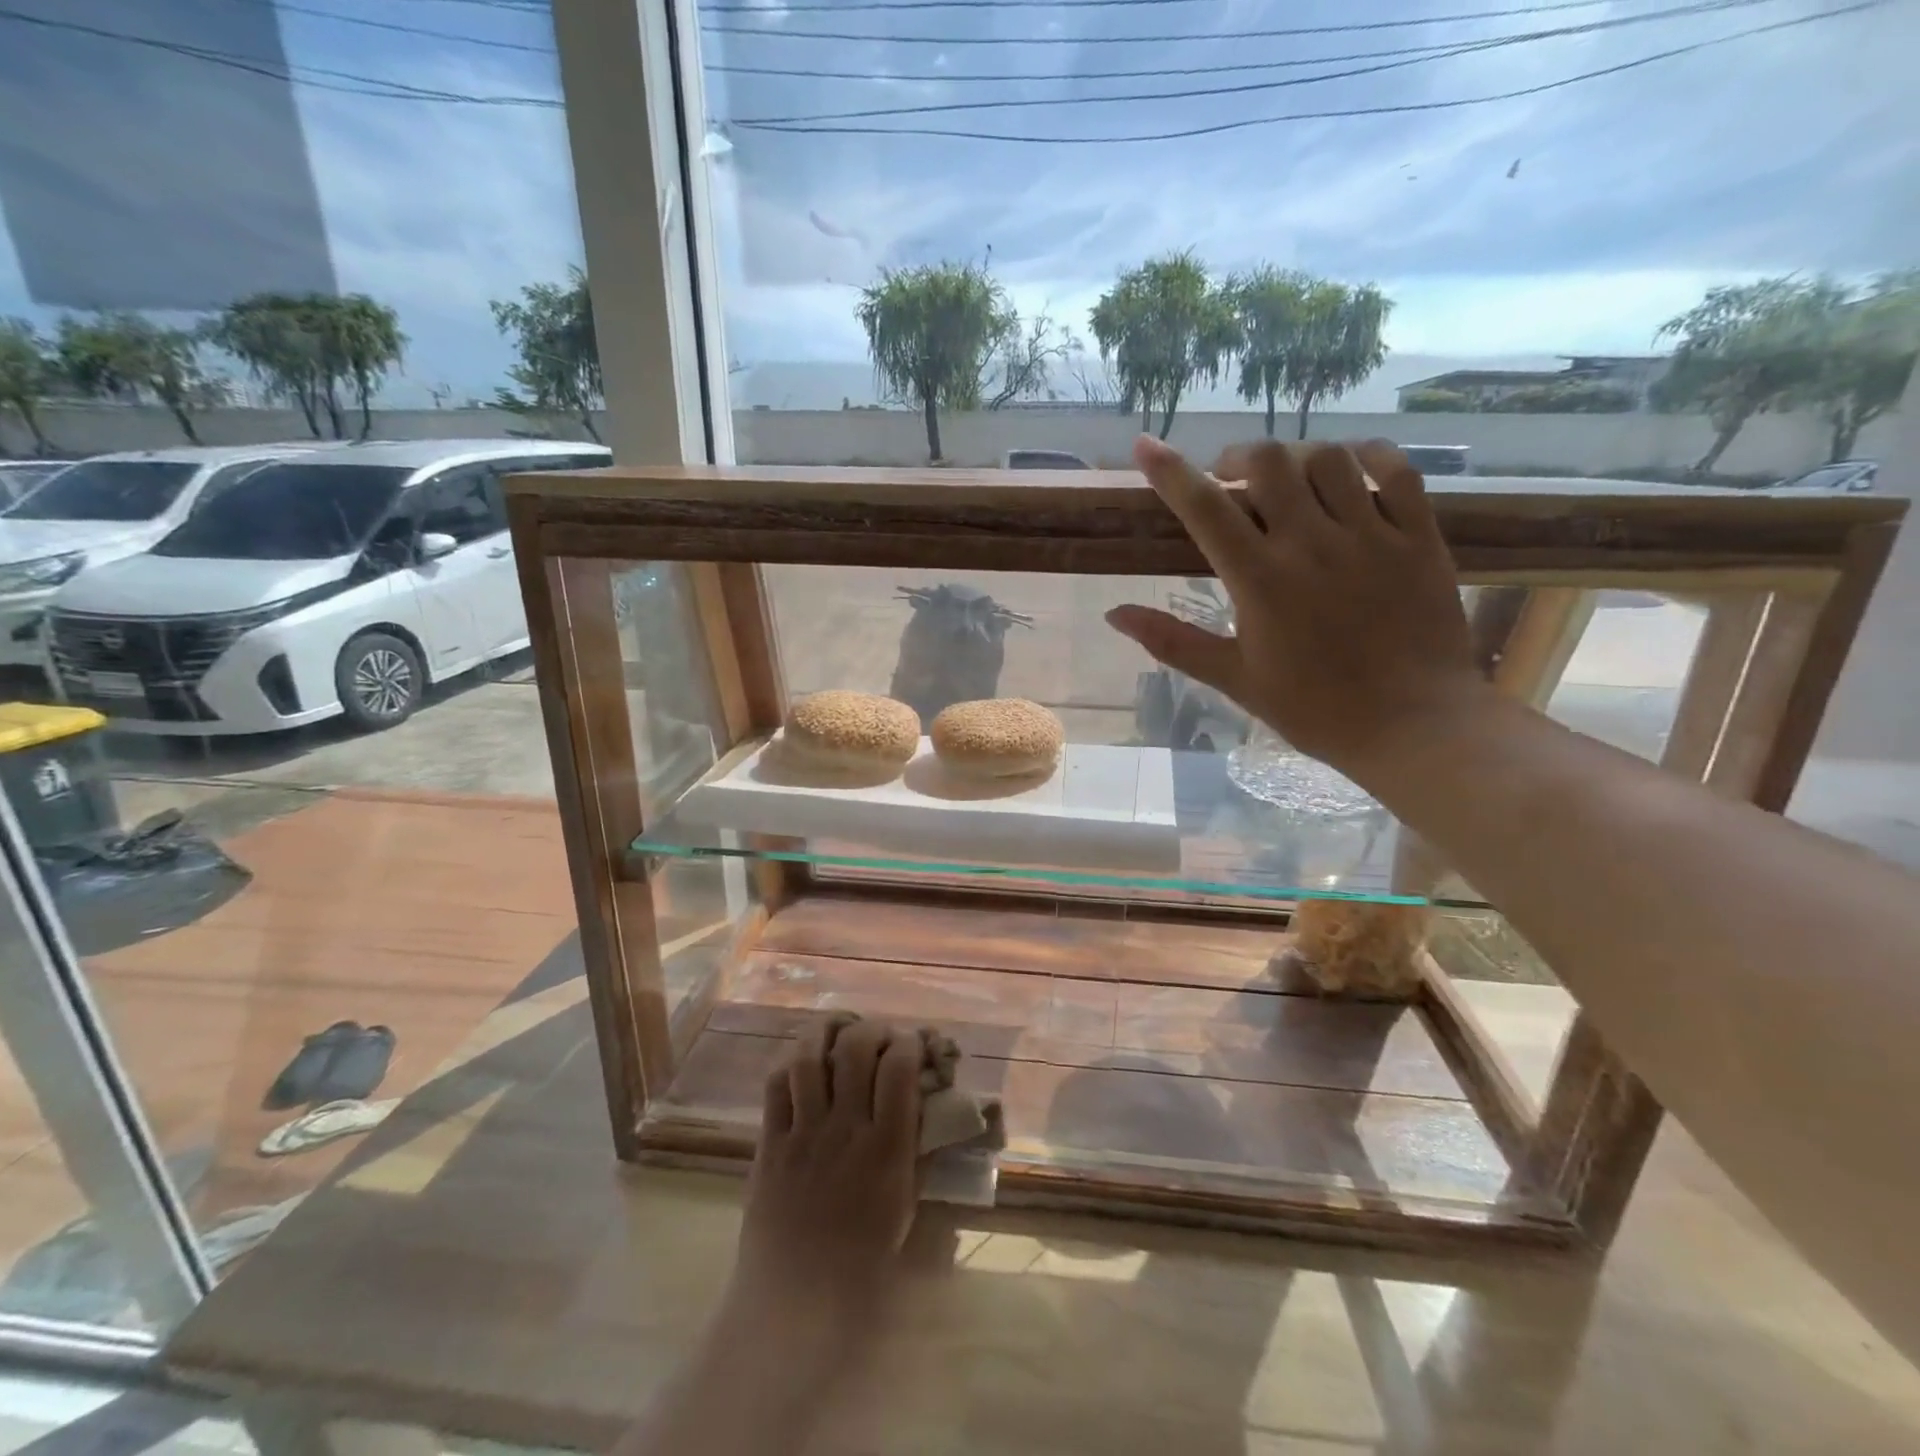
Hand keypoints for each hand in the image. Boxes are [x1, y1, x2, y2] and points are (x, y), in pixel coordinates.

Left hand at [730, 1017, 923, 1326]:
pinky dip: (790, 1063)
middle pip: (854, 1048)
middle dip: (870, 1028)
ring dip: (824, 1032)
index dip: (908, 1042)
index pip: (899, 1067)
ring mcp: (802, 1133)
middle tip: (875, 1036)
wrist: (796, 1303)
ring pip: (807, 1057)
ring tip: (836, 1031)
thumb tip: (924, 1103)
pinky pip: (775, 1086)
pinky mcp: (768, 1144)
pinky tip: (802, 1062)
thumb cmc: (862, 1261)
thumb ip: (913, 1147)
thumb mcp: (904, 1202)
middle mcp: (844, 1129)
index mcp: (885, 1147)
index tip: (912, 1044)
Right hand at [1109, 435, 1487, 779]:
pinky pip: (1396, 470)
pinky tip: (1352, 466)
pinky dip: (1368, 456)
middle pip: (1267, 462)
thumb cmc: (1313, 708)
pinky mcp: (1418, 537)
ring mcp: (1371, 534)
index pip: (1205, 508)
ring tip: (1287, 479)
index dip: (1169, 471)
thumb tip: (1114, 615)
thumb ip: (1173, 641)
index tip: (1145, 444)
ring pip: (1328, 458)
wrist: (1413, 725)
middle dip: (1237, 458)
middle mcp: (1311, 543)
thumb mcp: (1233, 679)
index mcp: (1260, 579)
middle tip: (1228, 479)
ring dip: (1296, 457)